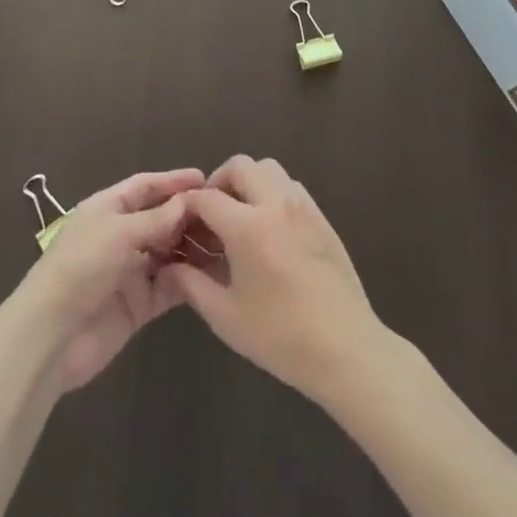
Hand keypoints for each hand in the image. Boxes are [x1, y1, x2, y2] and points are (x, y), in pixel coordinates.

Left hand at [16, 168, 203, 393]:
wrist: (52, 335)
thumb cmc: (81, 266)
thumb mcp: (119, 232)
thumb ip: (156, 219)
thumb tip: (187, 201)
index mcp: (107, 209)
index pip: (144, 187)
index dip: (172, 181)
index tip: (204, 178)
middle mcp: (119, 236)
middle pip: (159, 219)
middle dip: (187, 216)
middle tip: (223, 214)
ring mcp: (129, 271)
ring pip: (167, 253)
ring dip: (190, 248)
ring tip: (224, 243)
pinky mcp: (138, 305)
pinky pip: (167, 286)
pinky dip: (186, 280)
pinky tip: (211, 275)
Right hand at [158, 156, 383, 403]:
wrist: (346, 349)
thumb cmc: (281, 337)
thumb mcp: (226, 317)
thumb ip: (192, 285)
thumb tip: (170, 266)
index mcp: (247, 227)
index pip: (208, 197)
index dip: (189, 205)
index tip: (182, 221)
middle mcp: (275, 205)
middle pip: (240, 166)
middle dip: (219, 181)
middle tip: (212, 213)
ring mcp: (302, 207)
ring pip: (269, 169)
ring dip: (249, 181)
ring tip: (241, 215)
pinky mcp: (321, 218)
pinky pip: (291, 186)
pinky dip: (273, 192)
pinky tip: (271, 227)